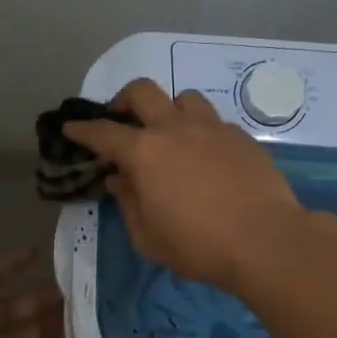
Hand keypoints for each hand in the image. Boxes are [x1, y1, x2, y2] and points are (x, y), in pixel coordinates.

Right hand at [64, 78, 304, 290]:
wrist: (265, 241)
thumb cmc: (198, 246)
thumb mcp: (148, 237)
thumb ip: (128, 202)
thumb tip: (119, 178)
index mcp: (144, 152)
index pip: (103, 132)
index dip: (83, 129)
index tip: (71, 128)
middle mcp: (175, 128)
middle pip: (143, 91)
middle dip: (124, 99)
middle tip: (122, 118)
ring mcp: (213, 128)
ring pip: (185, 98)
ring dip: (170, 110)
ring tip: (172, 134)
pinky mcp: (242, 137)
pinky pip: (215, 122)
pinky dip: (203, 132)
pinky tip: (208, 157)